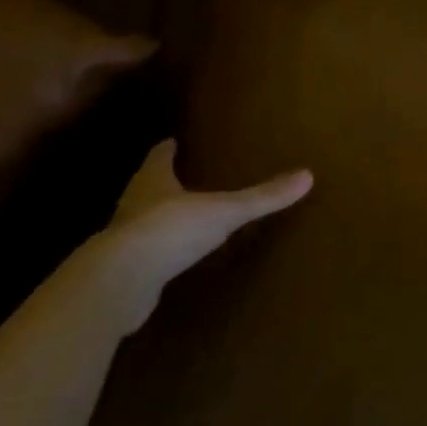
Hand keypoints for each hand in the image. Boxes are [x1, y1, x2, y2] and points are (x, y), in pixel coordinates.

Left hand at [97, 139, 310, 331]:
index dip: (167, 149)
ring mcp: (123, 239)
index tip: (173, 142)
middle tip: (179, 175)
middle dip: (161, 180)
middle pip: (146, 185)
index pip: (159, 157)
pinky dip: (154, 252)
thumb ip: (262, 197)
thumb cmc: (170, 230)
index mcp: (153, 180)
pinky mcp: (122, 272)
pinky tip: (168, 258)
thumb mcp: (224, 212)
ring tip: (178, 215)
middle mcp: (134, 204)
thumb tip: (307, 176)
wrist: (119, 283)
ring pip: (140, 219)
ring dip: (155, 216)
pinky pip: (141, 255)